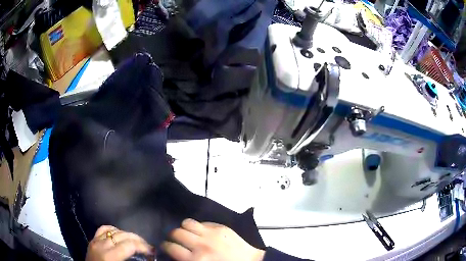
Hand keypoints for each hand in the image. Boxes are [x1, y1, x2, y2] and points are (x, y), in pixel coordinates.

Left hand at [86, 225, 154, 260]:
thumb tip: (148, 258)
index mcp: (109, 256)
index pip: (129, 245)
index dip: (143, 246)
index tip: (152, 252)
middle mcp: (101, 245)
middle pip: (122, 235)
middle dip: (137, 239)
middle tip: (147, 246)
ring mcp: (95, 241)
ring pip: (113, 230)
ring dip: (126, 234)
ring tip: (135, 241)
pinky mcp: (92, 240)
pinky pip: (103, 229)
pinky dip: (113, 230)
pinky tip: (118, 234)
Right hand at [162, 218, 264, 260]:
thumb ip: (186, 260)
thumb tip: (174, 253)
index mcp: (196, 259)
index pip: (170, 247)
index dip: (165, 246)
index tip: (166, 246)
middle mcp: (201, 245)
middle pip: (176, 232)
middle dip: (172, 236)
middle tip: (176, 240)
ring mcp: (211, 234)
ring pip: (187, 222)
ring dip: (184, 228)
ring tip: (188, 233)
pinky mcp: (221, 227)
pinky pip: (202, 222)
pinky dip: (199, 227)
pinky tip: (202, 233)